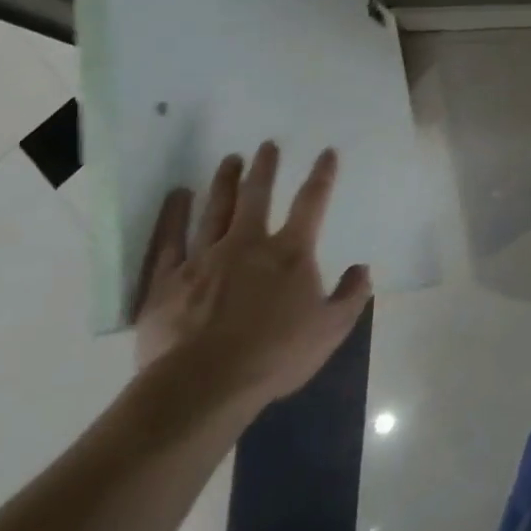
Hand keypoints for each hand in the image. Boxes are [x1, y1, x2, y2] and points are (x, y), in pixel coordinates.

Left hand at [133, 142, 371, 417]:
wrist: (205, 384)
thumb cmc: (275, 355)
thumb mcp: (331, 329)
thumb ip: (350, 296)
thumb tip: (362, 269)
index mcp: (290, 253)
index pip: (312, 203)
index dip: (322, 176)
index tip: (326, 153)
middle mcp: (247, 244)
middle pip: (257, 196)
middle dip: (264, 168)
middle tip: (267, 146)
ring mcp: (204, 259)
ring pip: (215, 210)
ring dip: (224, 182)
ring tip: (229, 160)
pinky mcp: (168, 281)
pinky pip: (170, 240)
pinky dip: (173, 215)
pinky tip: (177, 196)